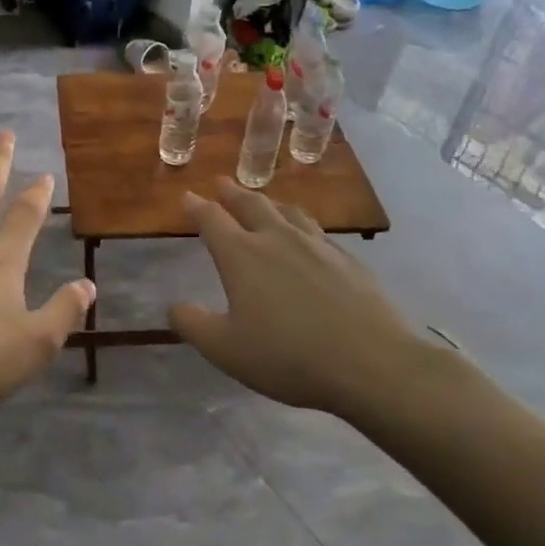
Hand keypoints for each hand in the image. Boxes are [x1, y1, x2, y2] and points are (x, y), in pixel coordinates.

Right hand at [168, 181, 457, 420]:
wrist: (371, 362)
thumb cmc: (287, 356)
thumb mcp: (225, 349)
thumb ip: (193, 324)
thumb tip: (173, 305)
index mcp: (242, 256)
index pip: (212, 220)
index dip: (197, 207)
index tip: (187, 196)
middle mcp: (278, 239)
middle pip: (251, 205)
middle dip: (232, 193)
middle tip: (221, 183)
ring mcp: (317, 246)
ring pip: (288, 212)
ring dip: (269, 202)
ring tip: (263, 200)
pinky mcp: (348, 260)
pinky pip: (317, 230)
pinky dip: (301, 223)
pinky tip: (307, 235)